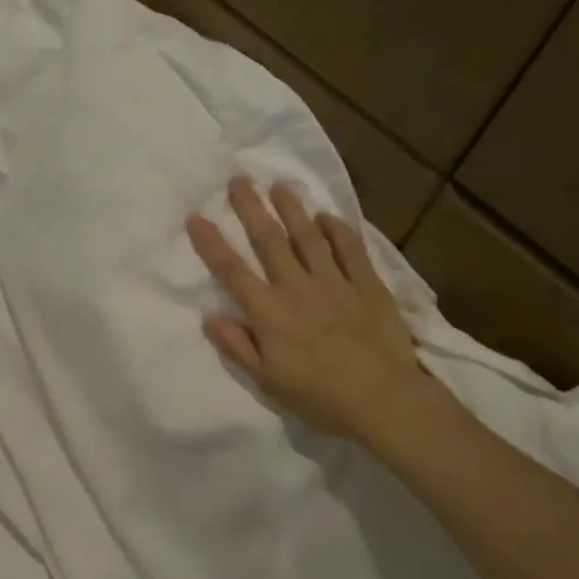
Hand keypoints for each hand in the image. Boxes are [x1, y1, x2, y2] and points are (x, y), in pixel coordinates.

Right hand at [186, 178, 442, 450]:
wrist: (382, 398)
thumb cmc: (318, 395)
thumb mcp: (267, 380)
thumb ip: (237, 347)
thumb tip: (209, 317)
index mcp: (269, 312)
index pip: (232, 271)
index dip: (212, 243)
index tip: (196, 217)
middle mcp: (297, 287)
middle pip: (269, 241)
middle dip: (251, 208)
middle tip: (239, 180)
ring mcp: (334, 282)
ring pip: (308, 237)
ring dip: (292, 209)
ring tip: (280, 185)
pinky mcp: (367, 285)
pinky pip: (350, 249)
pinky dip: (338, 230)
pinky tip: (328, 216)